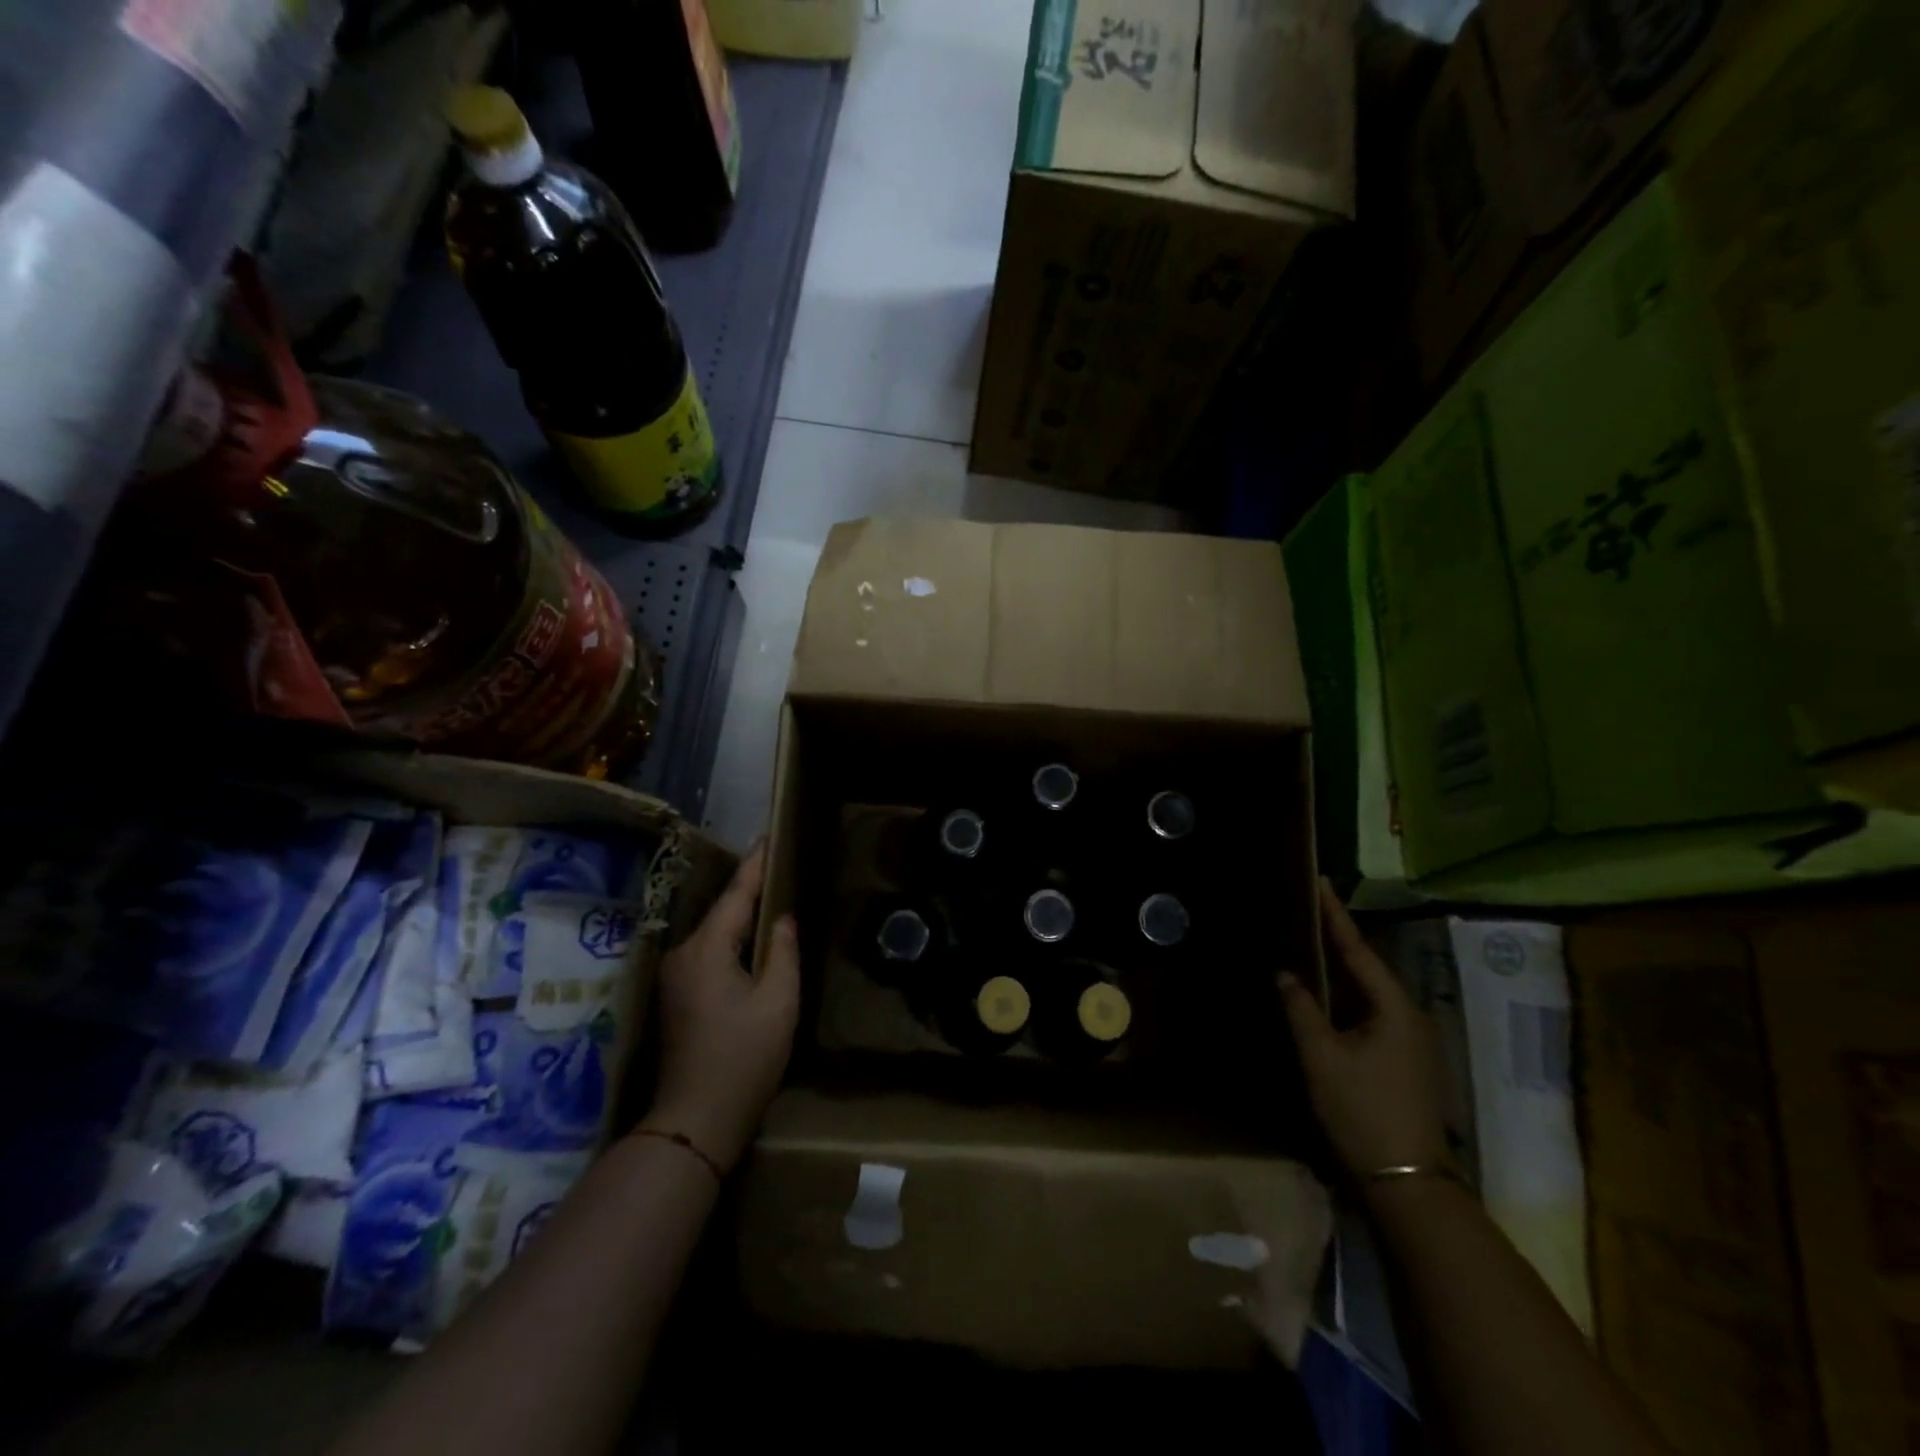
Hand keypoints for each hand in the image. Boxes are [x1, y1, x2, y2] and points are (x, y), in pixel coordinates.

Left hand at [642, 842, 799, 1171]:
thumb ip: (782, 951)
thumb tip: (781, 919)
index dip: (756, 865)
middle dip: (748, 889)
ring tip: (770, 897)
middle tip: (778, 865)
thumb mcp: (778, 1001)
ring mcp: (674, 977)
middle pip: (721, 912)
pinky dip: (730, 941)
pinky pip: (707, 954)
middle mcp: (682, 955)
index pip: (736, 895)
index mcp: (706, 950)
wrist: (694, 1120)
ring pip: (713, 934)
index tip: (770, 837)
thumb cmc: (743, 1058)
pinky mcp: (675, 997)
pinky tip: (750, 942)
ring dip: (739, 917)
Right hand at [1279, 880, 1448, 1183]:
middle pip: (1366, 967)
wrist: (1406, 1183)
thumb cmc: (1362, 1111)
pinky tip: (1322, 996)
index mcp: (1394, 1007)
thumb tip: (1284, 973)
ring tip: (1307, 943)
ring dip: (1338, 969)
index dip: (1334, 915)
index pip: (1356, 949)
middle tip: (1305, 908)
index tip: (1319, 882)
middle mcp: (1408, 1016)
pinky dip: (1343, 997)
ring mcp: (1409, 1042)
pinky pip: (1368, 1013)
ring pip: (1367, 993)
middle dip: (1335, 938)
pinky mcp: (1403, 1061)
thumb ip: (1301, 1009)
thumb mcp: (1322, 1057)